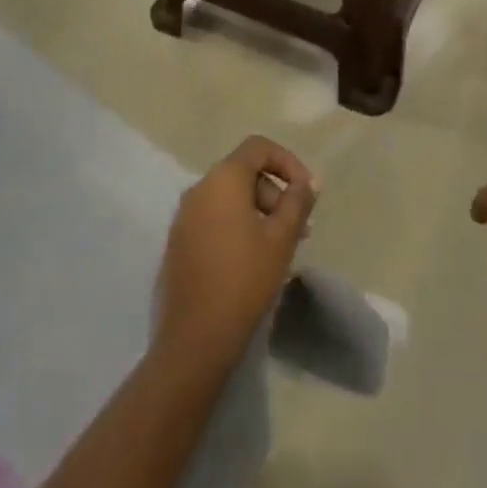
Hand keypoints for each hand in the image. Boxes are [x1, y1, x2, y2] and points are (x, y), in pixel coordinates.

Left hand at [155, 136, 317, 369]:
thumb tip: (307, 182)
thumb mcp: (282, 238)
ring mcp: (184, 216)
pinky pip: (214, 218)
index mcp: (223, 178)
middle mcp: (199, 188)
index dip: (288, 162)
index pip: (259, 148)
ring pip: (230, 198)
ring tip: (281, 247)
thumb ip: (297, 202)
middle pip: (244, 172)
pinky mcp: (179, 242)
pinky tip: (254, 259)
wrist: (195, 339)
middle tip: (300, 228)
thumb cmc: (245, 280)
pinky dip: (238, 226)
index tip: (307, 192)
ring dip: (259, 211)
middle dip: (276, 193)